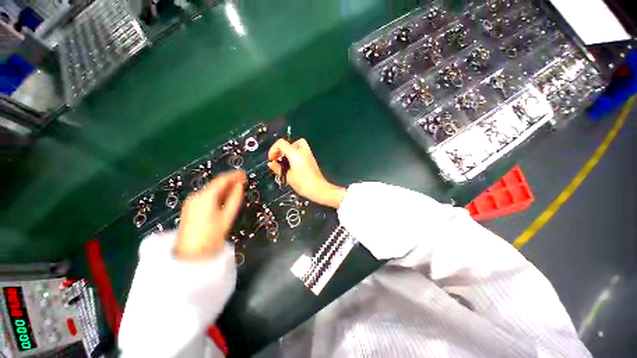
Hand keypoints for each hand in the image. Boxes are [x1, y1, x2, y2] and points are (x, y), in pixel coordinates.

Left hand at [175, 171, 245, 259]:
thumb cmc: (212, 235)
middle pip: (215, 184)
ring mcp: (191, 201)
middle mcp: (196, 195)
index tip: (244, 174)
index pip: (222, 180)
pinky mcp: (190, 207)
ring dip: (224, 187)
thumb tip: (240, 185)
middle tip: (242, 180)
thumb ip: (235, 198)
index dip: (234, 175)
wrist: (191, 253)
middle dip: (229, 181)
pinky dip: (217, 194)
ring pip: (211, 189)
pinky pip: (206, 196)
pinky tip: (224, 196)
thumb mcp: (227, 216)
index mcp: (206, 196)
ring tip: (236, 187)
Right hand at [268, 139, 345, 208]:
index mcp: (295, 153)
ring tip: (286, 162)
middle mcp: (303, 151)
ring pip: (298, 146)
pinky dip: (296, 155)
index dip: (273, 149)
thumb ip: (278, 168)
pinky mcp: (312, 160)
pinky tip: (293, 166)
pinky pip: (302, 152)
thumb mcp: (288, 176)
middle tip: (279, 158)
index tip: (272, 159)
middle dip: (283, 149)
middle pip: (291, 142)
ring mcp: (309, 155)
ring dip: (290, 152)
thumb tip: (271, 163)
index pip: (281, 143)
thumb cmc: (302, 183)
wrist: (319, 189)